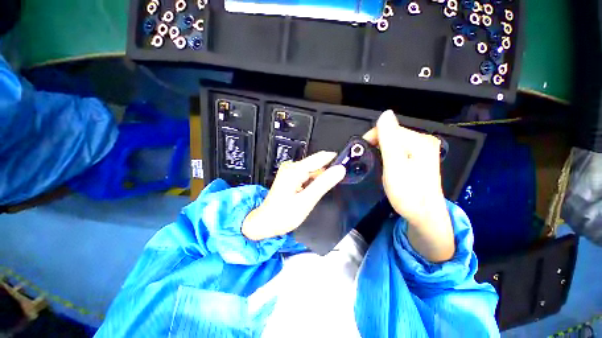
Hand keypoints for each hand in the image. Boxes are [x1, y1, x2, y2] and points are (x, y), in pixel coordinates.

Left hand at [242, 151, 345, 240]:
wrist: (265, 223)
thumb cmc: (284, 215)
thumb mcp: (306, 200)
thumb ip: (324, 184)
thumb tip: (340, 169)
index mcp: (295, 169)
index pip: (321, 157)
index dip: (335, 160)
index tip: (348, 166)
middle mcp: (292, 166)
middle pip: (317, 164)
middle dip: (328, 172)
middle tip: (335, 185)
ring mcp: (290, 171)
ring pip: (313, 170)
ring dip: (321, 178)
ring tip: (323, 191)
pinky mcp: (290, 176)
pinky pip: (307, 175)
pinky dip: (313, 181)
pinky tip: (313, 191)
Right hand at [363, 110, 454, 261]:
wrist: (424, 215)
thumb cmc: (407, 193)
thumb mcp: (394, 165)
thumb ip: (389, 139)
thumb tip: (385, 113)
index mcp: (420, 141)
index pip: (390, 128)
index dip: (373, 136)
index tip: (362, 151)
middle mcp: (424, 141)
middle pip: (393, 134)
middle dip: (377, 143)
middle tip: (368, 160)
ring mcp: (423, 150)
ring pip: (395, 142)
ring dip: (382, 149)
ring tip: (376, 163)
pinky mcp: (420, 158)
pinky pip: (399, 149)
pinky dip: (389, 154)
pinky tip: (387, 164)